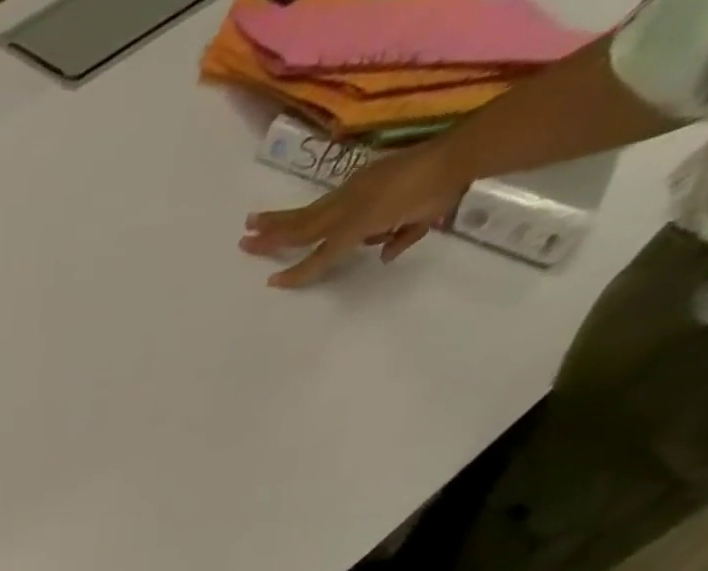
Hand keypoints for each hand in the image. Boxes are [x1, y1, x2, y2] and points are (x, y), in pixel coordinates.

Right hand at [242, 144, 466, 287]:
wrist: (464, 151)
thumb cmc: (439, 191)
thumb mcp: (419, 222)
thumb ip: (399, 238)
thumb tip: (384, 253)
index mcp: (355, 224)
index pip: (319, 255)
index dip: (297, 271)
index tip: (272, 281)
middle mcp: (348, 209)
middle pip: (302, 229)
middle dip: (272, 236)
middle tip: (243, 240)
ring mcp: (354, 191)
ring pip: (308, 213)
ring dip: (279, 220)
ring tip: (255, 222)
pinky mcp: (364, 177)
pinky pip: (334, 199)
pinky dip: (312, 211)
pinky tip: (296, 214)